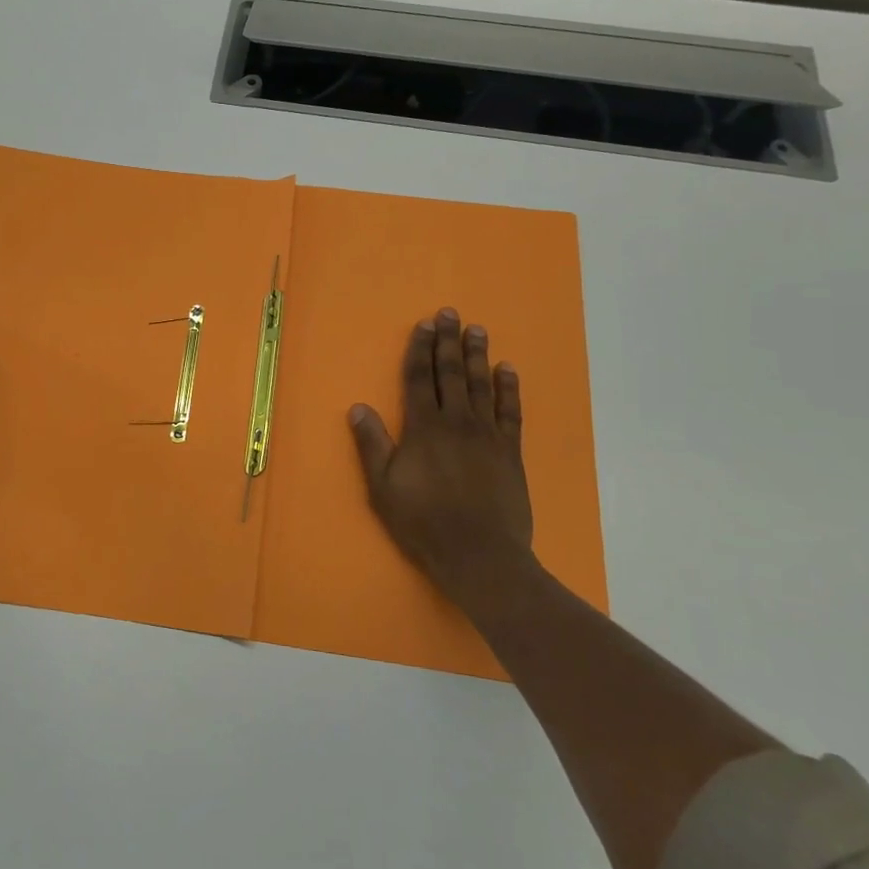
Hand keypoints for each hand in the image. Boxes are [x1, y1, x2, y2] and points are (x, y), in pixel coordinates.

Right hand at [349, 308, 540, 633]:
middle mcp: (456, 423)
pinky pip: (510, 412)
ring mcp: (487, 435)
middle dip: (448, 342)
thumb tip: (358, 407)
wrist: (480, 555)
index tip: (424, 325)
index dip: (420, 350)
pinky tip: (507, 370)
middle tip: (450, 313)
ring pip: (481, 385)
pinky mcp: (510, 452)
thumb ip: (373, 445)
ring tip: (477, 329)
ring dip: (478, 356)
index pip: (420, 379)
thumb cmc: (423, 523)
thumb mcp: (383, 488)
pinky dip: (509, 389)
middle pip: (451, 374)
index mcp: (423, 429)